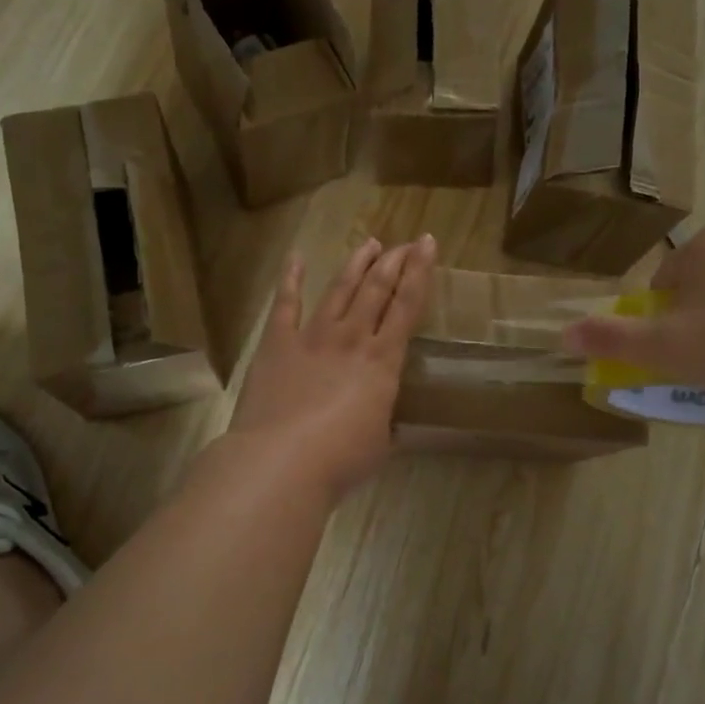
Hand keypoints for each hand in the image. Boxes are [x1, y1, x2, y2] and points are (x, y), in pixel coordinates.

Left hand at [227, 235, 437, 498]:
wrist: (283, 461)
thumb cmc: (341, 460)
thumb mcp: (379, 444)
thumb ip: (382, 423)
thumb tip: (383, 423)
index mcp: (383, 362)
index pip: (407, 306)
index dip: (420, 272)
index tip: (427, 244)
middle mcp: (352, 339)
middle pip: (376, 289)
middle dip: (394, 261)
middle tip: (405, 243)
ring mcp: (312, 337)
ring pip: (339, 289)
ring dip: (356, 264)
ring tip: (369, 243)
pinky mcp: (277, 344)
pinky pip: (285, 304)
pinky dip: (291, 279)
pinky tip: (296, 258)